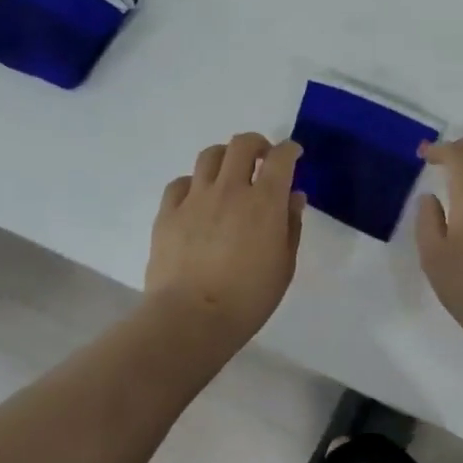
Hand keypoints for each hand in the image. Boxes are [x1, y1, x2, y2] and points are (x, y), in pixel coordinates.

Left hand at [145, 133, 304, 345]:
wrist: (191, 318)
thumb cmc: (248, 298)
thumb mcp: (284, 265)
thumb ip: (290, 225)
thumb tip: (293, 197)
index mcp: (264, 201)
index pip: (280, 157)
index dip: (290, 149)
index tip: (294, 154)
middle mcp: (230, 189)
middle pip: (241, 144)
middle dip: (257, 144)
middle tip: (262, 158)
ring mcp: (195, 198)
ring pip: (209, 156)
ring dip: (225, 157)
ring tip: (229, 173)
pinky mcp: (168, 213)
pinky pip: (180, 183)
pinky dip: (193, 184)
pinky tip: (197, 199)